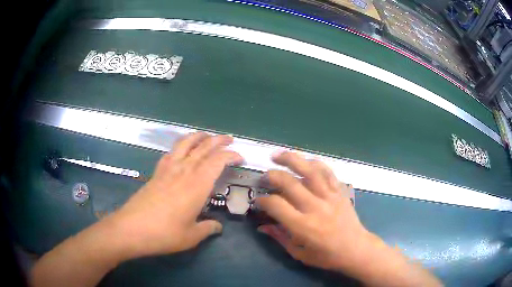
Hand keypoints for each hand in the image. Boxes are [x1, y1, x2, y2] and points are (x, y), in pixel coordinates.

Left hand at [106, 132, 242, 258]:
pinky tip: (180, 151)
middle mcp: (183, 171)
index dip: (230, 155)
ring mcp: (167, 170)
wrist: (132, 228)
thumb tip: (217, 227)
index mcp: (197, 185)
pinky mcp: (156, 173)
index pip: (217, 161)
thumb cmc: (165, 234)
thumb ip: (208, 229)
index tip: (240, 157)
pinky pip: (170, 153)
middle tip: (228, 139)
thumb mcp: (192, 236)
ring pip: (185, 144)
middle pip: (203, 147)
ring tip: (206, 135)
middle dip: (218, 140)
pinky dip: (179, 147)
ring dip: (198, 137)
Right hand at [256, 151, 370, 271]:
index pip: (277, 205)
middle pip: (290, 183)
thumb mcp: (299, 254)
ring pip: (309, 170)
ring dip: (291, 159)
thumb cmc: (326, 256)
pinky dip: (314, 163)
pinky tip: (304, 160)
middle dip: (272, 176)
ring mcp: (330, 196)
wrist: (356, 249)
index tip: (258, 200)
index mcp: (304, 226)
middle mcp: (316, 207)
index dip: (263, 200)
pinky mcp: (340, 191)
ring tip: (276, 155)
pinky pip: (327, 171)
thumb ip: (279, 237)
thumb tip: (261, 226)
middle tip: (263, 178)